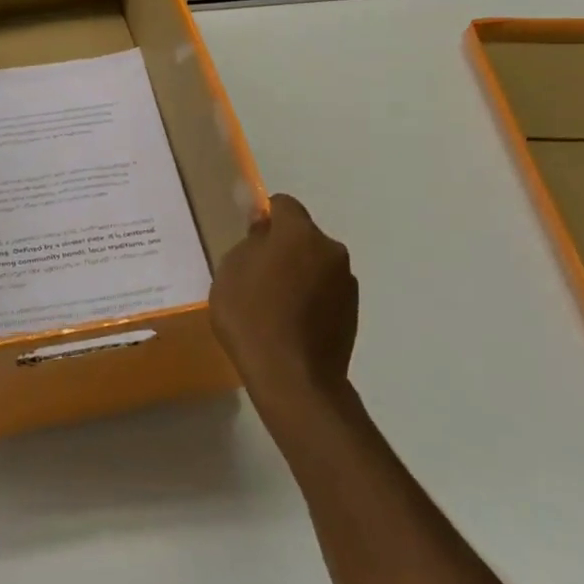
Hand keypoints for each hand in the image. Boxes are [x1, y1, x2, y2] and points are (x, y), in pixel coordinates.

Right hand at [209, 193, 358, 422]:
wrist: (293, 378)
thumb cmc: (251, 317)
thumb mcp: (230, 272)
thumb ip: (250, 243)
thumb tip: (264, 232)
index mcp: (299, 233)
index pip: (283, 205)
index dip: (264, 216)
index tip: (248, 237)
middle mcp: (330, 250)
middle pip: (302, 236)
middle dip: (283, 247)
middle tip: (257, 273)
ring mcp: (346, 283)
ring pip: (316, 264)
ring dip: (299, 273)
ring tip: (275, 304)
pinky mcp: (353, 312)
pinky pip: (325, 292)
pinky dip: (311, 298)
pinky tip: (292, 323)